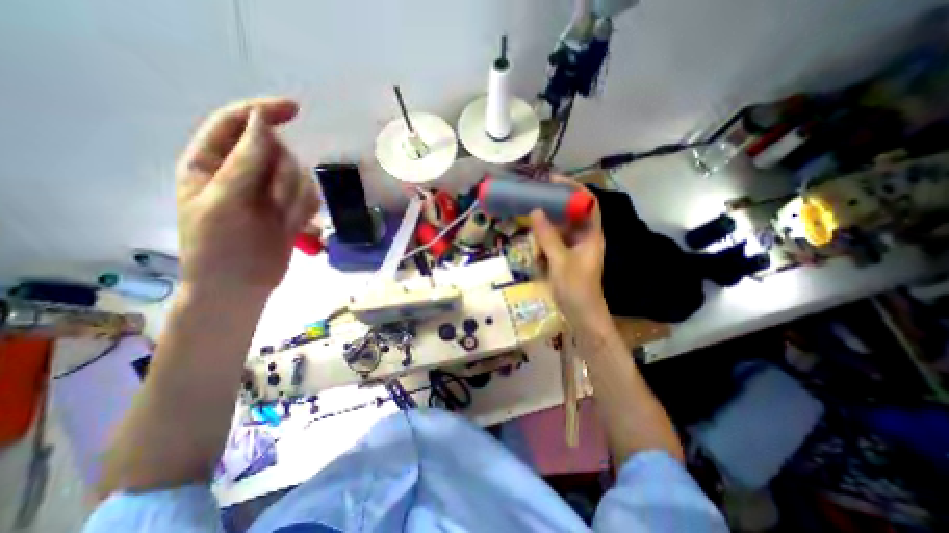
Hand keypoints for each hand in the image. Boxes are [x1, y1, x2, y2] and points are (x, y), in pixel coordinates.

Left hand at [176, 97, 322, 294]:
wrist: (241, 286)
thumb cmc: (219, 247)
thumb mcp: (224, 202)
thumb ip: (245, 161)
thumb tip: (264, 123)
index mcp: (212, 164)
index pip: (237, 123)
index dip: (264, 112)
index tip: (294, 110)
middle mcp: (243, 173)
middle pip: (278, 151)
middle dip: (283, 176)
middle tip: (276, 203)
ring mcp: (269, 192)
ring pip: (299, 175)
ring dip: (297, 198)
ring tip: (285, 222)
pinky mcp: (291, 209)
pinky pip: (310, 196)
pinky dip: (308, 210)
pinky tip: (298, 227)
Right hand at [527, 179, 608, 327]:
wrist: (581, 316)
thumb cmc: (576, 289)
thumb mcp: (560, 261)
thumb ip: (548, 236)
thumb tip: (535, 211)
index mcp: (591, 234)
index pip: (587, 203)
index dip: (573, 188)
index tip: (553, 181)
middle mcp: (583, 238)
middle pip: (569, 215)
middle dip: (551, 212)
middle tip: (532, 205)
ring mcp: (573, 249)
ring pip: (556, 231)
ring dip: (543, 236)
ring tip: (535, 244)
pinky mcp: (564, 259)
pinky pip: (551, 245)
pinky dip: (543, 249)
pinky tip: (537, 259)